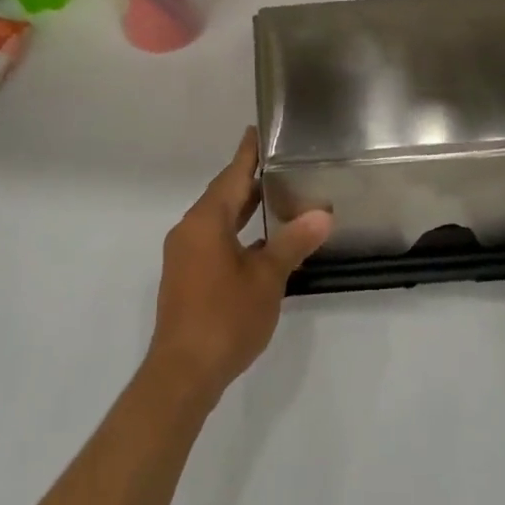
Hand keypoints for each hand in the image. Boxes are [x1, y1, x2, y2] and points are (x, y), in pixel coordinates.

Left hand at [147, 128, 332, 402]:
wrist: (182, 374)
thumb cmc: (225, 317)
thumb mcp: (266, 279)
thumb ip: (292, 243)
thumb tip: (322, 214)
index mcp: (206, 220)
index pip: (232, 175)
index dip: (248, 153)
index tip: (258, 130)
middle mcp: (190, 230)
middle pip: (222, 195)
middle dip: (248, 180)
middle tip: (279, 162)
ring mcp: (184, 254)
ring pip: (216, 219)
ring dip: (242, 208)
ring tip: (274, 197)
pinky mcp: (185, 277)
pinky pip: (211, 239)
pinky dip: (234, 232)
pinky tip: (257, 243)